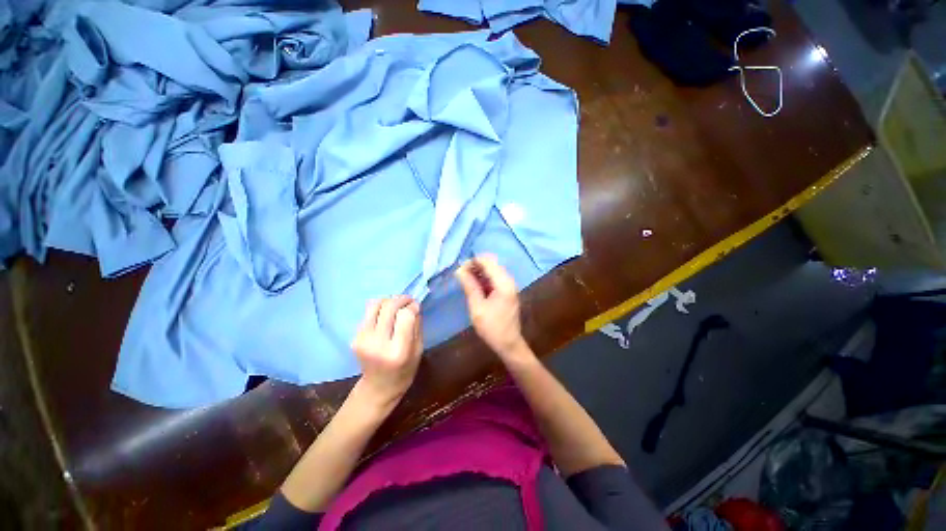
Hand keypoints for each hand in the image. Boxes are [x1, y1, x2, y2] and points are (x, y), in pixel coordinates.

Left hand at [351, 296, 422, 406]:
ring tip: (396, 305)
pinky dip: (380, 309)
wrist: (378, 388)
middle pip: (389, 307)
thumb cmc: (404, 371)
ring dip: (388, 300)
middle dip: (401, 299)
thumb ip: (417, 326)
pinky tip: (386, 315)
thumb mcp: (419, 350)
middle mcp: (378, 343)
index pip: (405, 316)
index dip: (412, 307)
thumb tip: (414, 305)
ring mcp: (363, 340)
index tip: (416, 306)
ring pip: (375, 305)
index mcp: (398, 351)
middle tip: (408, 300)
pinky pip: (368, 312)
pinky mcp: (355, 337)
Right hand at [455, 255, 531, 361]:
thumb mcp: (477, 307)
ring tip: (466, 280)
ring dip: (480, 272)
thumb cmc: (492, 327)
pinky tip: (475, 286)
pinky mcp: (508, 290)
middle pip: (492, 263)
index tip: (460, 270)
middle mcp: (509, 280)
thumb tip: (460, 270)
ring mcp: (510, 285)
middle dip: (476, 266)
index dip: (473, 261)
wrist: (509, 343)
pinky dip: (485, 278)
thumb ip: (470, 286)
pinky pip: (495, 278)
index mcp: (504, 283)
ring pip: (493, 269)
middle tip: (461, 275)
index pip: (488, 261)